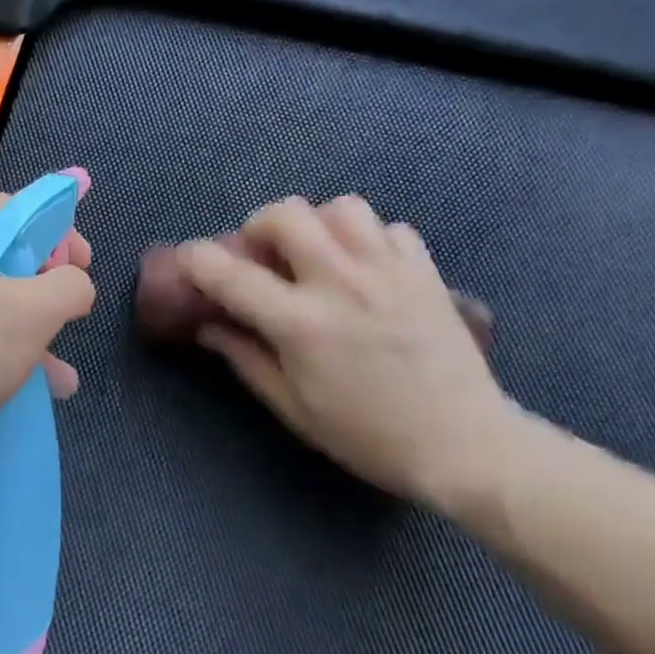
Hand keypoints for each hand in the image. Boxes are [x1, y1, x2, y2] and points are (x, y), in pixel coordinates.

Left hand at [0, 191, 95, 459]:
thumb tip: (75, 284)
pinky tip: (24, 389)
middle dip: (45, 287)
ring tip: (60, 373)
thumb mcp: (32, 313)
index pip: (17, 208)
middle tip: (69, 315)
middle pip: (2, 254)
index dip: (59, 231)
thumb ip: (69, 286)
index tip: (82, 267)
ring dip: (26, 329)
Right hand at [181, 196, 512, 508]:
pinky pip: (390, 228)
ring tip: (318, 253)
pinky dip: (369, 239)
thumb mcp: (294, 409)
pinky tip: (367, 267)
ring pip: (341, 208)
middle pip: (286, 214)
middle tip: (262, 253)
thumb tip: (209, 327)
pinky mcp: (425, 270)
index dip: (197, 259)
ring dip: (317, 224)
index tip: (189, 259)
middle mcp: (341, 282)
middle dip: (260, 225)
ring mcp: (388, 270)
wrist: (465, 445)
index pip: (230, 274)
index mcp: (301, 323)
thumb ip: (246, 359)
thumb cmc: (369, 436)